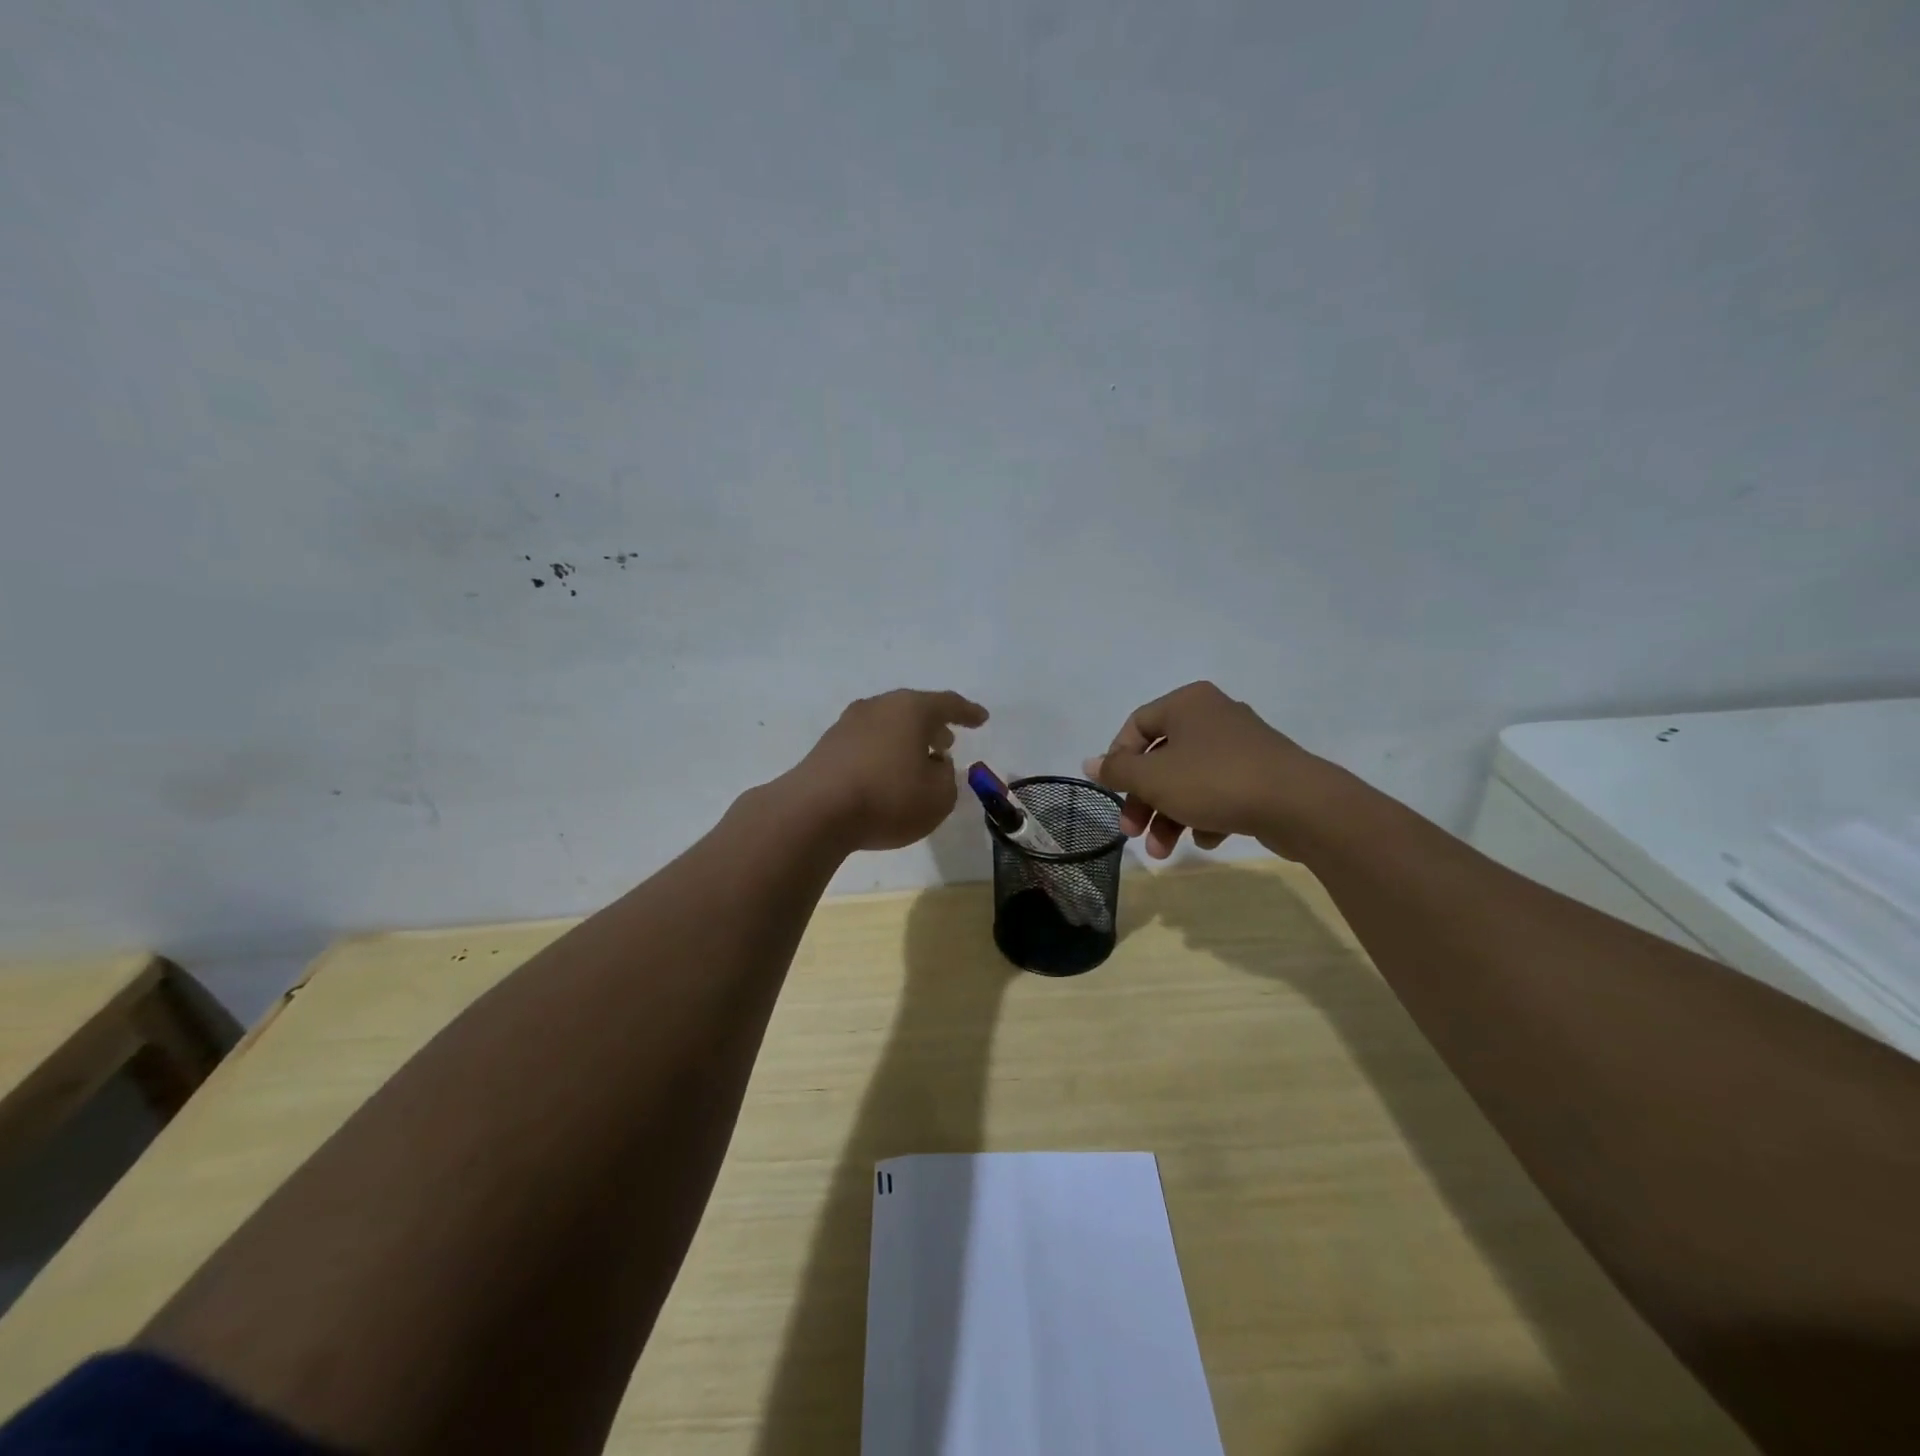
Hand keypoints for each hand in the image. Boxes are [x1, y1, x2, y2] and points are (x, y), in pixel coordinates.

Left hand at [792, 689, 989, 851]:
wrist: (814, 812)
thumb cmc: (888, 798)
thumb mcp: (938, 797)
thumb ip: (947, 779)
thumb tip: (935, 766)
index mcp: (911, 709)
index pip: (947, 704)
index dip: (968, 712)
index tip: (982, 718)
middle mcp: (878, 707)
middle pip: (913, 710)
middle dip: (933, 725)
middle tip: (947, 742)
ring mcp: (848, 724)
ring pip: (888, 725)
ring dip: (907, 740)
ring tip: (919, 760)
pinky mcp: (827, 747)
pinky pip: (867, 743)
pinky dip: (884, 753)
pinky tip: (887, 774)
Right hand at [1083, 681, 1331, 858]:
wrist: (1300, 805)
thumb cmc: (1214, 781)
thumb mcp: (1153, 778)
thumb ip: (1117, 771)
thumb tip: (1089, 763)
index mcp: (1187, 703)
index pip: (1136, 725)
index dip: (1118, 760)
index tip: (1113, 793)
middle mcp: (1214, 716)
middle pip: (1162, 759)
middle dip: (1144, 801)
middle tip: (1133, 833)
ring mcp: (1242, 745)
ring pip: (1189, 780)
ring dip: (1170, 816)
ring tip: (1165, 852)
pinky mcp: (1262, 774)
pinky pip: (1220, 791)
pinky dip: (1206, 814)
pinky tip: (1208, 839)